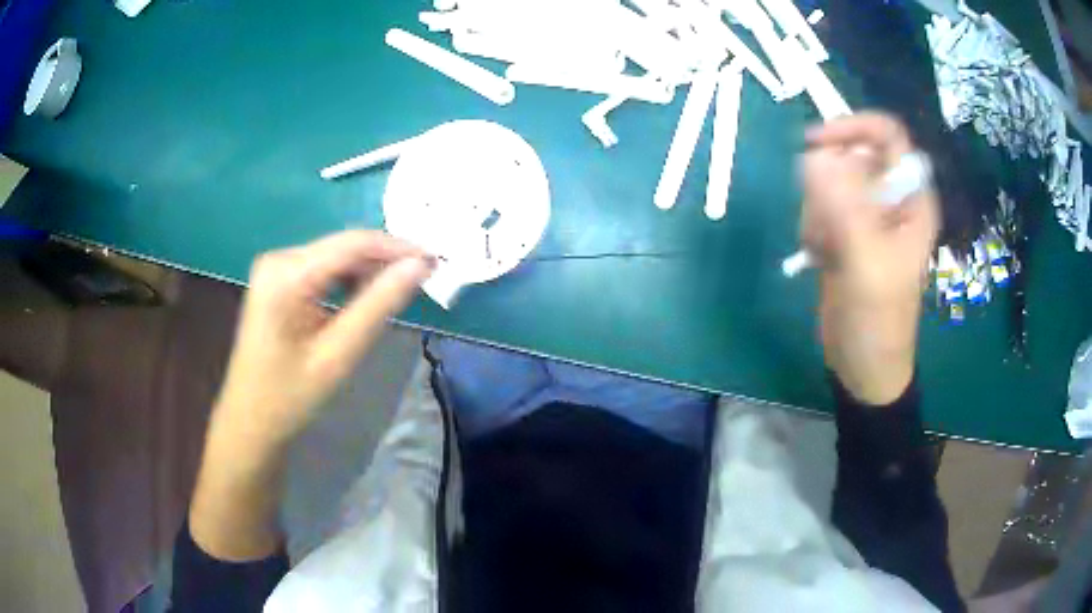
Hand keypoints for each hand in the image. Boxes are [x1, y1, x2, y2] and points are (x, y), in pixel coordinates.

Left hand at [212, 230, 434, 447]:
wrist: (250, 420)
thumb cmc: (291, 395)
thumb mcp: (339, 353)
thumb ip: (379, 305)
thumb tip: (419, 266)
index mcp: (286, 274)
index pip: (352, 244)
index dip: (397, 247)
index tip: (435, 260)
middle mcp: (279, 259)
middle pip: (343, 246)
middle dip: (384, 259)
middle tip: (424, 278)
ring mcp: (275, 268)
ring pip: (335, 256)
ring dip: (368, 270)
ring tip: (399, 291)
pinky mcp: (278, 280)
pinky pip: (322, 269)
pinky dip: (348, 280)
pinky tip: (365, 298)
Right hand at [800, 113, 938, 404]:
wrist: (863, 366)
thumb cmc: (879, 321)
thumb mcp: (867, 265)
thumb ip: (845, 208)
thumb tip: (812, 156)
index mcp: (911, 199)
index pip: (887, 135)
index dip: (854, 127)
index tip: (815, 143)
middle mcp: (890, 199)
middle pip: (849, 156)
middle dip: (828, 187)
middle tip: (827, 226)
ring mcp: (865, 215)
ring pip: (827, 182)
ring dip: (818, 213)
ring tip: (828, 252)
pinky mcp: (844, 231)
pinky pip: (817, 207)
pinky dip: (812, 229)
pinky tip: (821, 258)